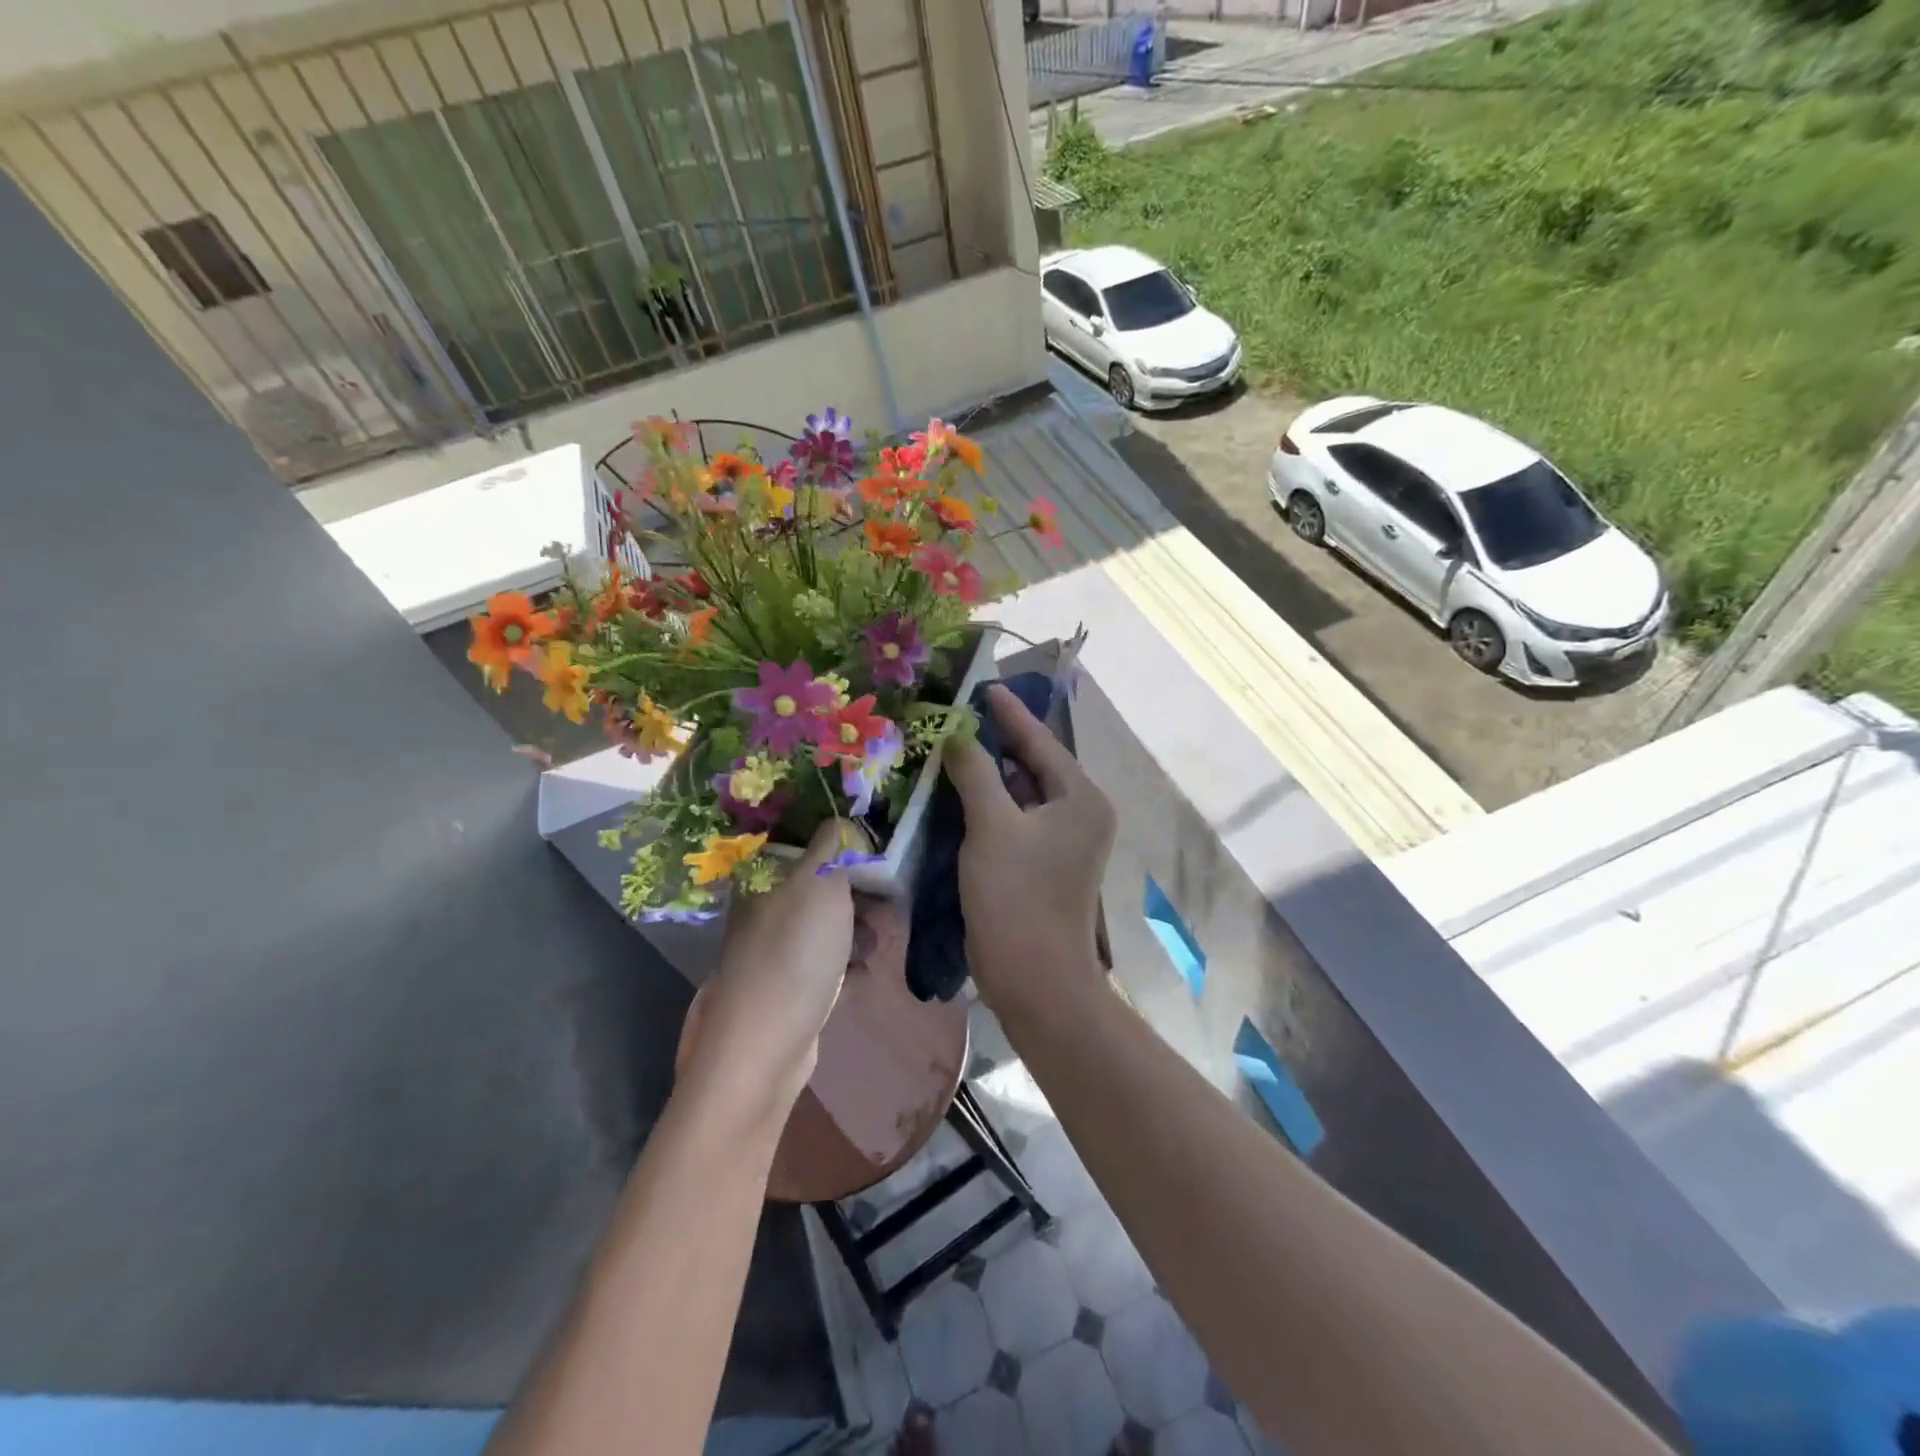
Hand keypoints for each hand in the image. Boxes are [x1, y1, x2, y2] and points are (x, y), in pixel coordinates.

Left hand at [685, 820, 855, 1121]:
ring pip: (826, 923)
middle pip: (820, 885)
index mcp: (763, 877)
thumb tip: (843, 821)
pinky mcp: (789, 985)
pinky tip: (865, 968)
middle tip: (891, 900)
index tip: (879, 854)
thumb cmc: (795, 951)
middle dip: (859, 890)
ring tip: (881, 939)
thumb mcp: (819, 883)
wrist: (766, 1045)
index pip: (807, 844)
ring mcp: (775, 949)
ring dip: (858, 927)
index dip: (844, 845)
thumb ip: (834, 846)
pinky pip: (826, 960)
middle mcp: (764, 907)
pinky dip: (847, 960)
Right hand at [943, 684, 1115, 1018]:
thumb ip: (974, 772)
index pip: (1040, 741)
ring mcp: (1064, 841)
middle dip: (996, 741)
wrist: (1036, 979)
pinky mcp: (1044, 863)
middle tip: (959, 713)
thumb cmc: (1017, 897)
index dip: (1008, 713)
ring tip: (953, 743)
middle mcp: (1080, 813)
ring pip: (1022, 793)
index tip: (981, 685)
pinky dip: (990, 803)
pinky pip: (1016, 819)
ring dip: (989, 772)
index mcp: (1080, 797)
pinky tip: (960, 790)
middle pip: (1033, 764)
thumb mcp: (992, 826)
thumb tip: (957, 732)